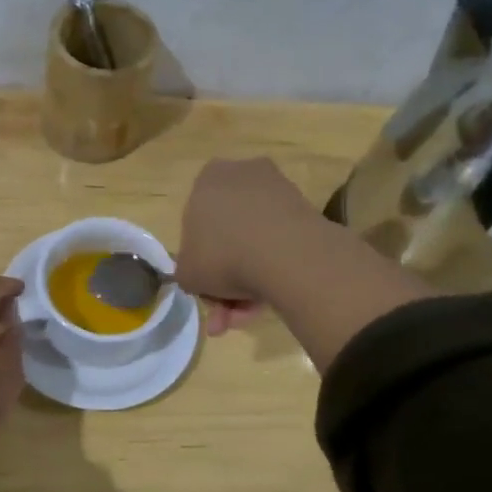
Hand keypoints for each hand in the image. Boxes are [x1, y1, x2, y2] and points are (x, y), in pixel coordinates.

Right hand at [176, 158, 316, 334]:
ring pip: (254, 243)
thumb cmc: (222, 256)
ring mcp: (277, 190)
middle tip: (227, 314)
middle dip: (225, 280)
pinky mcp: (305, 209)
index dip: (199, 263)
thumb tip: (199, 276)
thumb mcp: (187, 274)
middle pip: (228, 236)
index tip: (207, 290)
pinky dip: (272, 270)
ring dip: (248, 282)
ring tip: (249, 315)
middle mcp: (242, 176)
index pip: (196, 225)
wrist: (285, 254)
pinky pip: (279, 243)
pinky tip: (270, 301)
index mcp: (207, 180)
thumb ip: (187, 272)